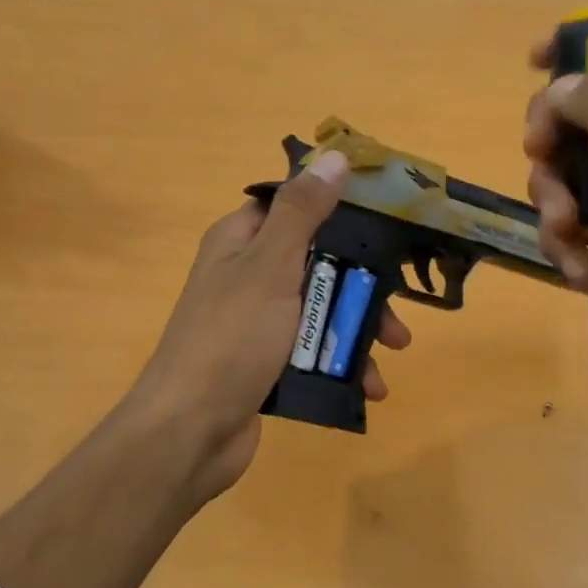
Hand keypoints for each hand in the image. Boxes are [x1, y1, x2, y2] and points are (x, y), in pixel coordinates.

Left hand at [131, 148, 411, 499]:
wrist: (190, 431)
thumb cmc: (232, 338)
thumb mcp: (270, 266)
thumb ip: (303, 213)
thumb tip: (334, 156)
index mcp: (240, 241)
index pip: (293, 206)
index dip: (337, 207)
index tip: (385, 219)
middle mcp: (246, 275)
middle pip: (317, 262)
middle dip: (361, 284)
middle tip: (398, 306)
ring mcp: (256, 322)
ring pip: (320, 310)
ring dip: (358, 329)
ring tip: (393, 352)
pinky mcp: (265, 363)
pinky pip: (312, 351)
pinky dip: (341, 363)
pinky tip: (369, 387)